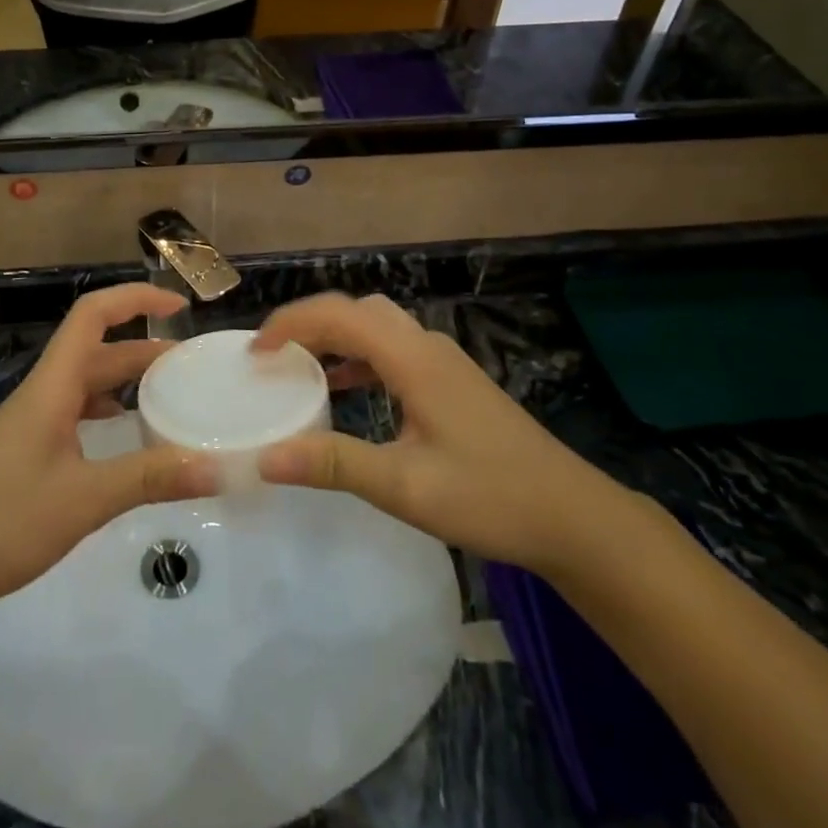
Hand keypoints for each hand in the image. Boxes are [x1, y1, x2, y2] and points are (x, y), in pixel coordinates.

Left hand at [0, 285, 219, 610]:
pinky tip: (125, 442)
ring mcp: (31, 425)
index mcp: (52, 387)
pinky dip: (107, 416)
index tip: (180, 307)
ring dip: (127, 384)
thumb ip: (149, 479)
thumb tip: (214, 467)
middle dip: (145, 350)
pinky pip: (75, 416)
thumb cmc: (0, 520)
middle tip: (192, 369)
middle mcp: (42, 395)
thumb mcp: (83, 500)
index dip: (136, 299)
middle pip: (97, 352)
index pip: (92, 315)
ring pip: (86, 386)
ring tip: (169, 401)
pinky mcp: (25, 453)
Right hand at [253, 294, 617, 571]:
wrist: (572, 516)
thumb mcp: (405, 486)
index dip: (290, 323)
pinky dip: (360, 357)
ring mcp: (443, 362)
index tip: (254, 352)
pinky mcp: (452, 381)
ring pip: (377, 326)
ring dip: (336, 338)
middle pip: (357, 310)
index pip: (338, 315)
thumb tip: (265, 457)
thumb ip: (334, 464)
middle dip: (310, 323)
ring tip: (299, 368)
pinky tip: (348, 391)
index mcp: (412, 359)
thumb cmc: (490, 497)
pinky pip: (393, 350)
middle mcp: (426, 346)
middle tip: (273, 356)